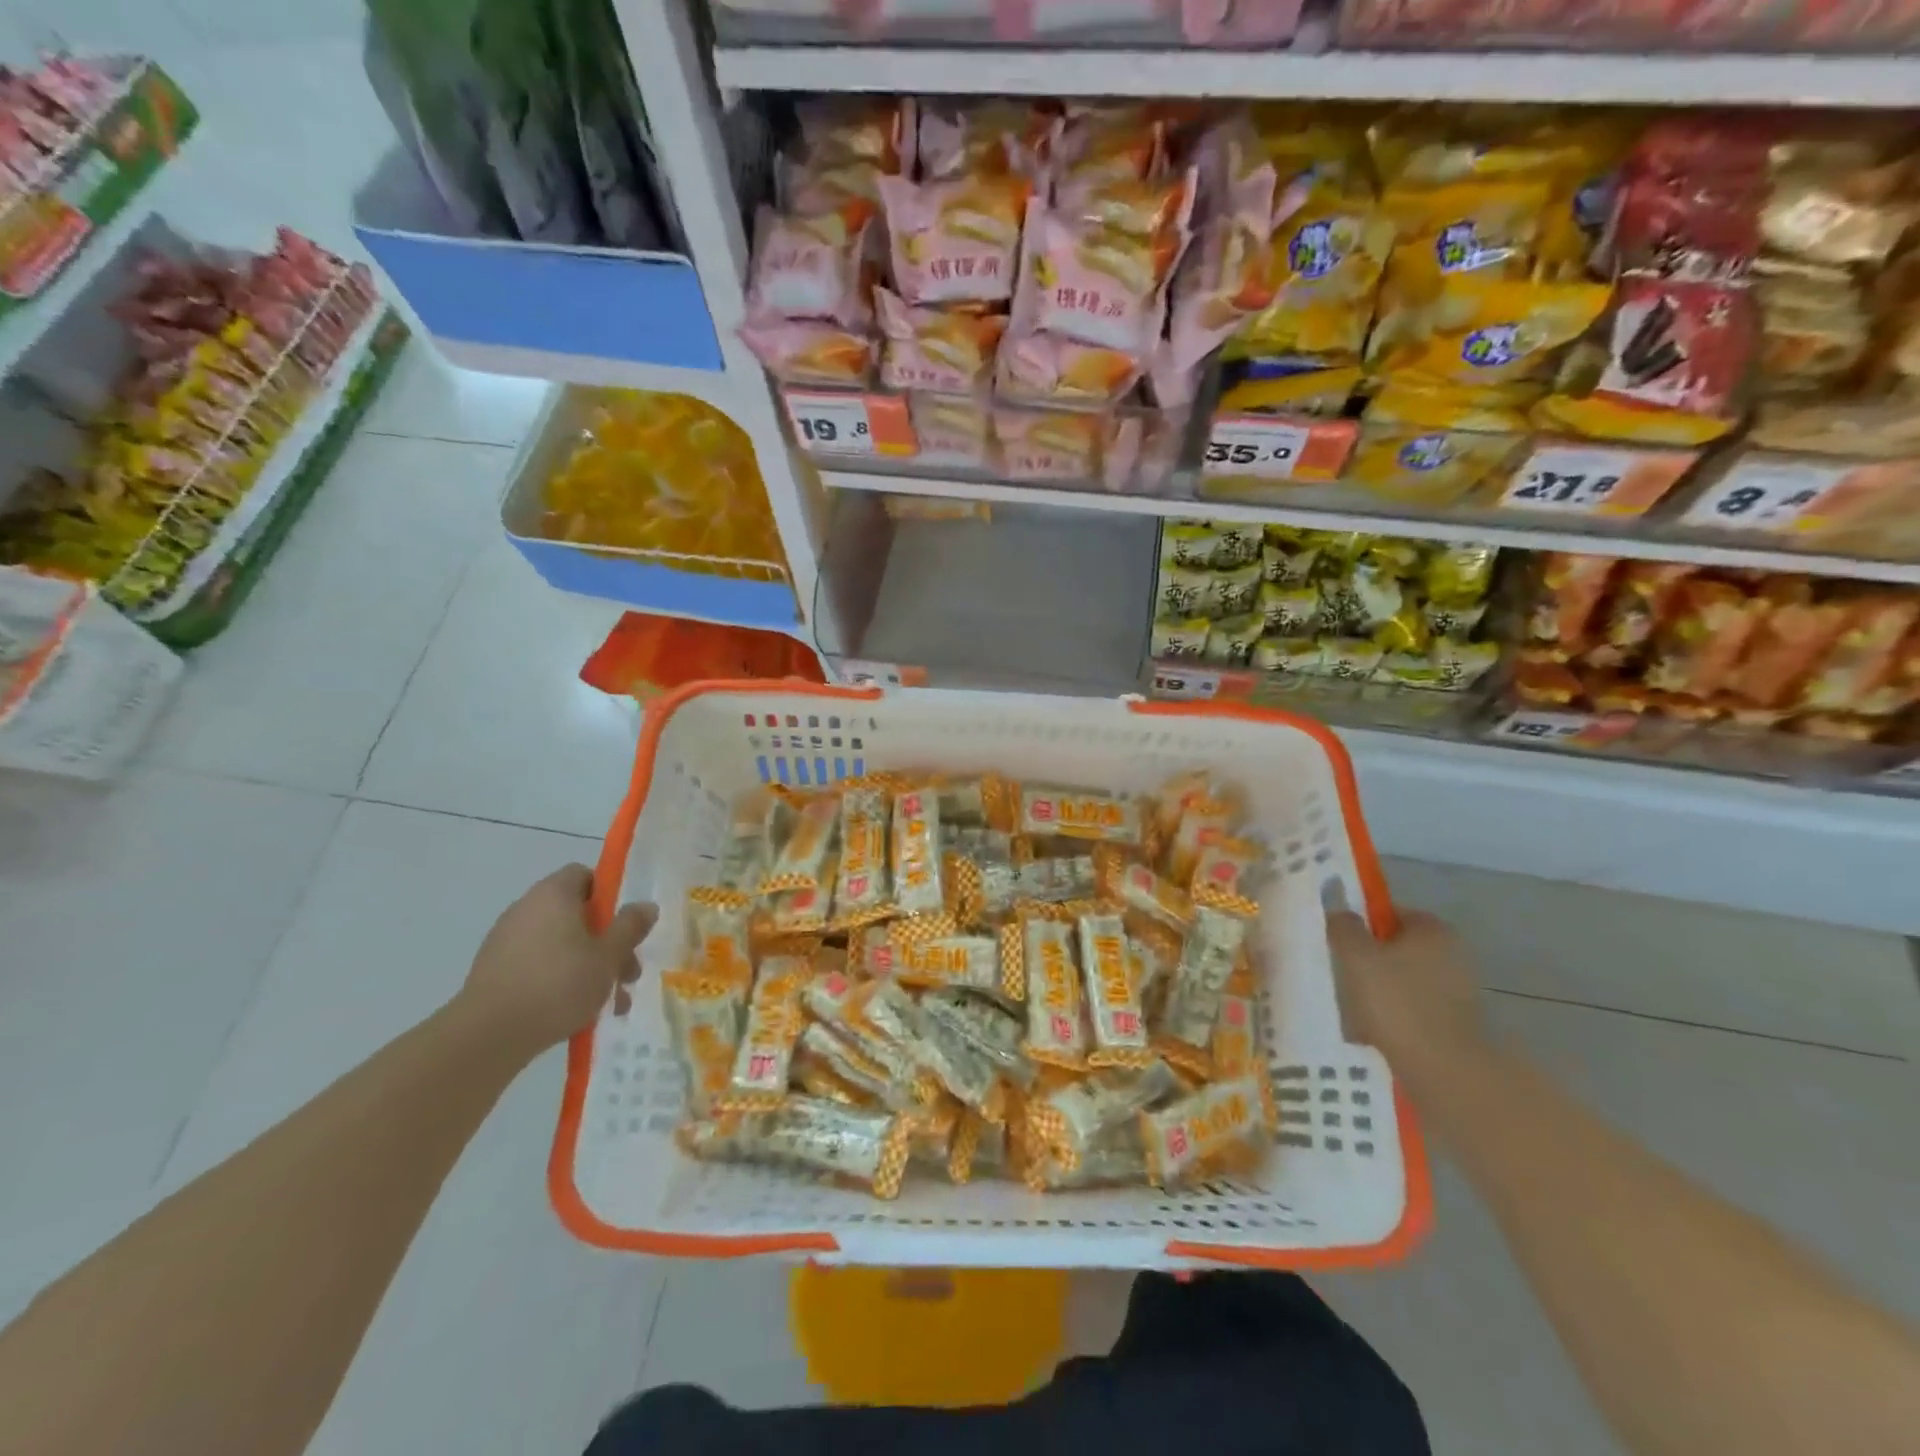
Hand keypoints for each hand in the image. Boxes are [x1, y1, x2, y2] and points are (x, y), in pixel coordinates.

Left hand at [456, 865, 656, 1061]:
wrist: (487, 1036)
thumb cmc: (558, 984)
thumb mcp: (608, 955)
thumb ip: (630, 927)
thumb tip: (646, 905)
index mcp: (553, 894)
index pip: (585, 876)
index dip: (609, 896)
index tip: (624, 925)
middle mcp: (526, 909)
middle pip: (577, 915)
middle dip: (606, 943)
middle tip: (627, 974)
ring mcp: (506, 941)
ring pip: (561, 946)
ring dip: (588, 967)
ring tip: (608, 1003)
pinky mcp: (494, 972)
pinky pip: (539, 966)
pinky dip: (560, 982)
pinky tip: (576, 1014)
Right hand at [1329, 909, 1490, 1086]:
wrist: (1446, 1072)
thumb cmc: (1397, 1003)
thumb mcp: (1356, 956)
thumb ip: (1344, 927)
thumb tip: (1340, 913)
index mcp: (1432, 929)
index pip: (1388, 912)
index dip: (1360, 924)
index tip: (1338, 943)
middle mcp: (1451, 953)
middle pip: (1396, 947)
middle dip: (1369, 959)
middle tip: (1340, 974)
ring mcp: (1458, 990)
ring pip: (1403, 979)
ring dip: (1380, 989)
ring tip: (1353, 1007)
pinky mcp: (1457, 1023)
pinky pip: (1413, 1008)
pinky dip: (1394, 1015)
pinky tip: (1374, 1031)